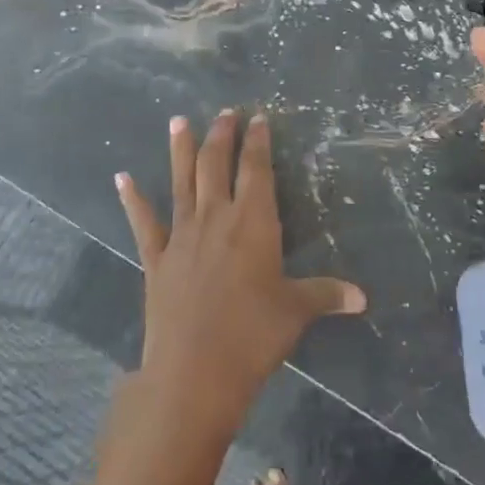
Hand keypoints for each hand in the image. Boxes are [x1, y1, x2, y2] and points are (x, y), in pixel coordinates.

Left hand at [116, 111, 366, 438]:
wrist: (194, 371)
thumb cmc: (253, 335)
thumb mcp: (296, 311)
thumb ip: (326, 294)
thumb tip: (363, 297)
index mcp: (253, 221)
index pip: (257, 169)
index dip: (258, 141)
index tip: (259, 118)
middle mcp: (216, 217)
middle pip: (216, 164)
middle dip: (222, 135)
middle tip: (225, 112)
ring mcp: (181, 235)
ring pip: (181, 181)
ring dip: (180, 149)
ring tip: (179, 119)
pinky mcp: (156, 258)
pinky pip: (143, 222)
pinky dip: (133, 199)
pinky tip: (122, 178)